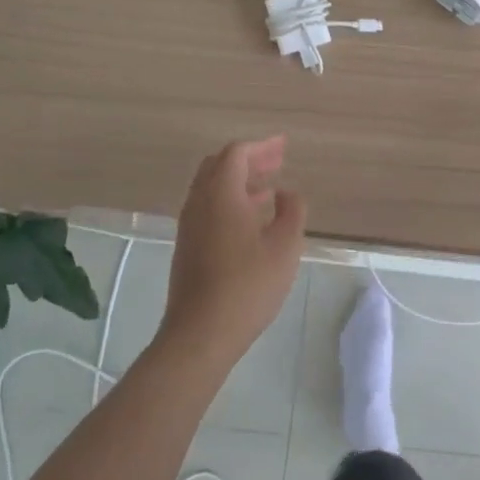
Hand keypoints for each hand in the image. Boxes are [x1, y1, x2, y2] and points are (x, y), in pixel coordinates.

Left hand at [159, 136, 306, 372]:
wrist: (201, 334)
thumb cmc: (248, 285)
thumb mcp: (285, 246)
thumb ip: (292, 211)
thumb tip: (286, 192)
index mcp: (221, 194)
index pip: (236, 154)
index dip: (262, 146)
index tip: (283, 147)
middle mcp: (199, 202)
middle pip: (219, 165)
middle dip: (249, 160)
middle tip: (276, 163)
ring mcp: (189, 225)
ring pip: (211, 187)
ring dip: (239, 181)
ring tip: (269, 189)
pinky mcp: (187, 246)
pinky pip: (207, 207)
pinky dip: (230, 200)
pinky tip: (251, 219)